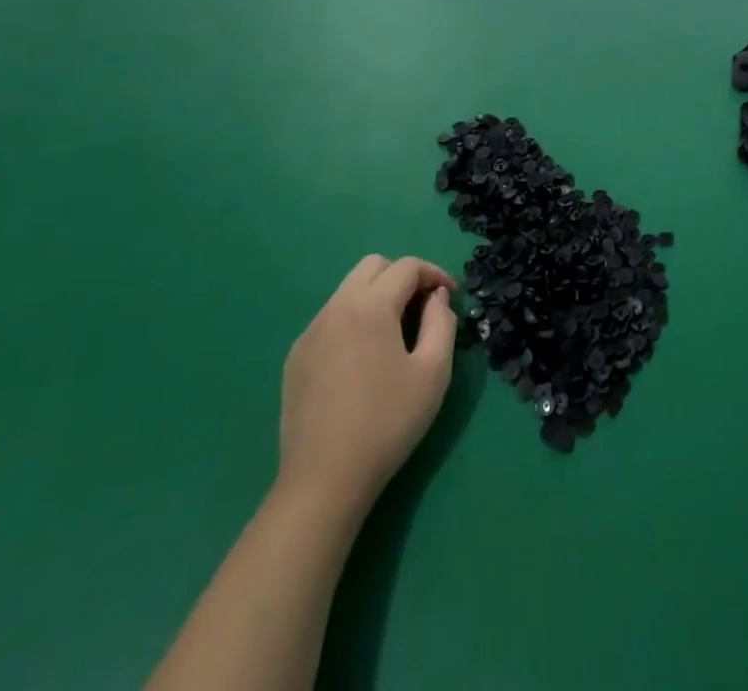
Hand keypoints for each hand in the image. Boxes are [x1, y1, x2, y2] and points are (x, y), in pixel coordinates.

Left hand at [278, 254, 457, 508]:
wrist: (324, 480)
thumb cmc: (387, 422)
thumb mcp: (433, 371)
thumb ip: (441, 322)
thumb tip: (437, 297)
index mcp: (370, 306)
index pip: (407, 266)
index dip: (435, 273)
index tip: (451, 297)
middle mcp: (335, 308)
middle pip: (373, 266)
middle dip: (403, 276)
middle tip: (423, 307)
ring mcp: (310, 332)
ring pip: (348, 290)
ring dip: (377, 296)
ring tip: (396, 333)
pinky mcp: (296, 358)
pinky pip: (331, 319)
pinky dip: (354, 320)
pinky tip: (364, 358)